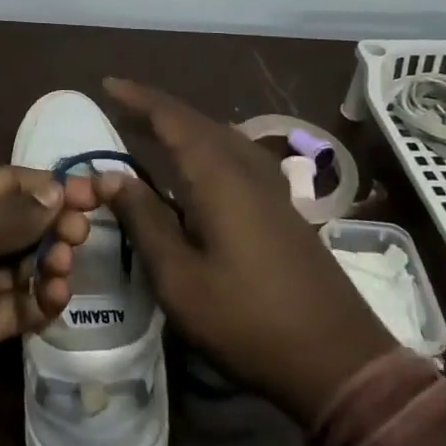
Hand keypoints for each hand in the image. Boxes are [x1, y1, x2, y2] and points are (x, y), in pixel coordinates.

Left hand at [0, 166, 96, 425]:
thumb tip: (57, 191)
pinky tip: (54, 300)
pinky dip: (39, 300)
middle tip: (79, 238)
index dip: (52, 187)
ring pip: (23, 263)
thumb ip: (17, 213)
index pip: (13, 182)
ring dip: (49, 264)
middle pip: (22, 222)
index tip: (93, 195)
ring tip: (60, 273)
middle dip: (54, 226)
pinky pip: (17, 304)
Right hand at [97, 78, 397, 425]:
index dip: (137, 98)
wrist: (339, 361)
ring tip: (151, 129)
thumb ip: (143, 220)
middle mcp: (245, 167)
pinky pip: (234, 153)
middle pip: (195, 121)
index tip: (106, 84)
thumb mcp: (179, 278)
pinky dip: (204, 145)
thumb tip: (110, 177)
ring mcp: (270, 186)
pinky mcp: (282, 206)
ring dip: (182, 126)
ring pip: (218, 135)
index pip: (171, 118)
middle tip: (119, 105)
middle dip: (156, 109)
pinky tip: (198, 164)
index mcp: (217, 175)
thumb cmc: (247, 320)